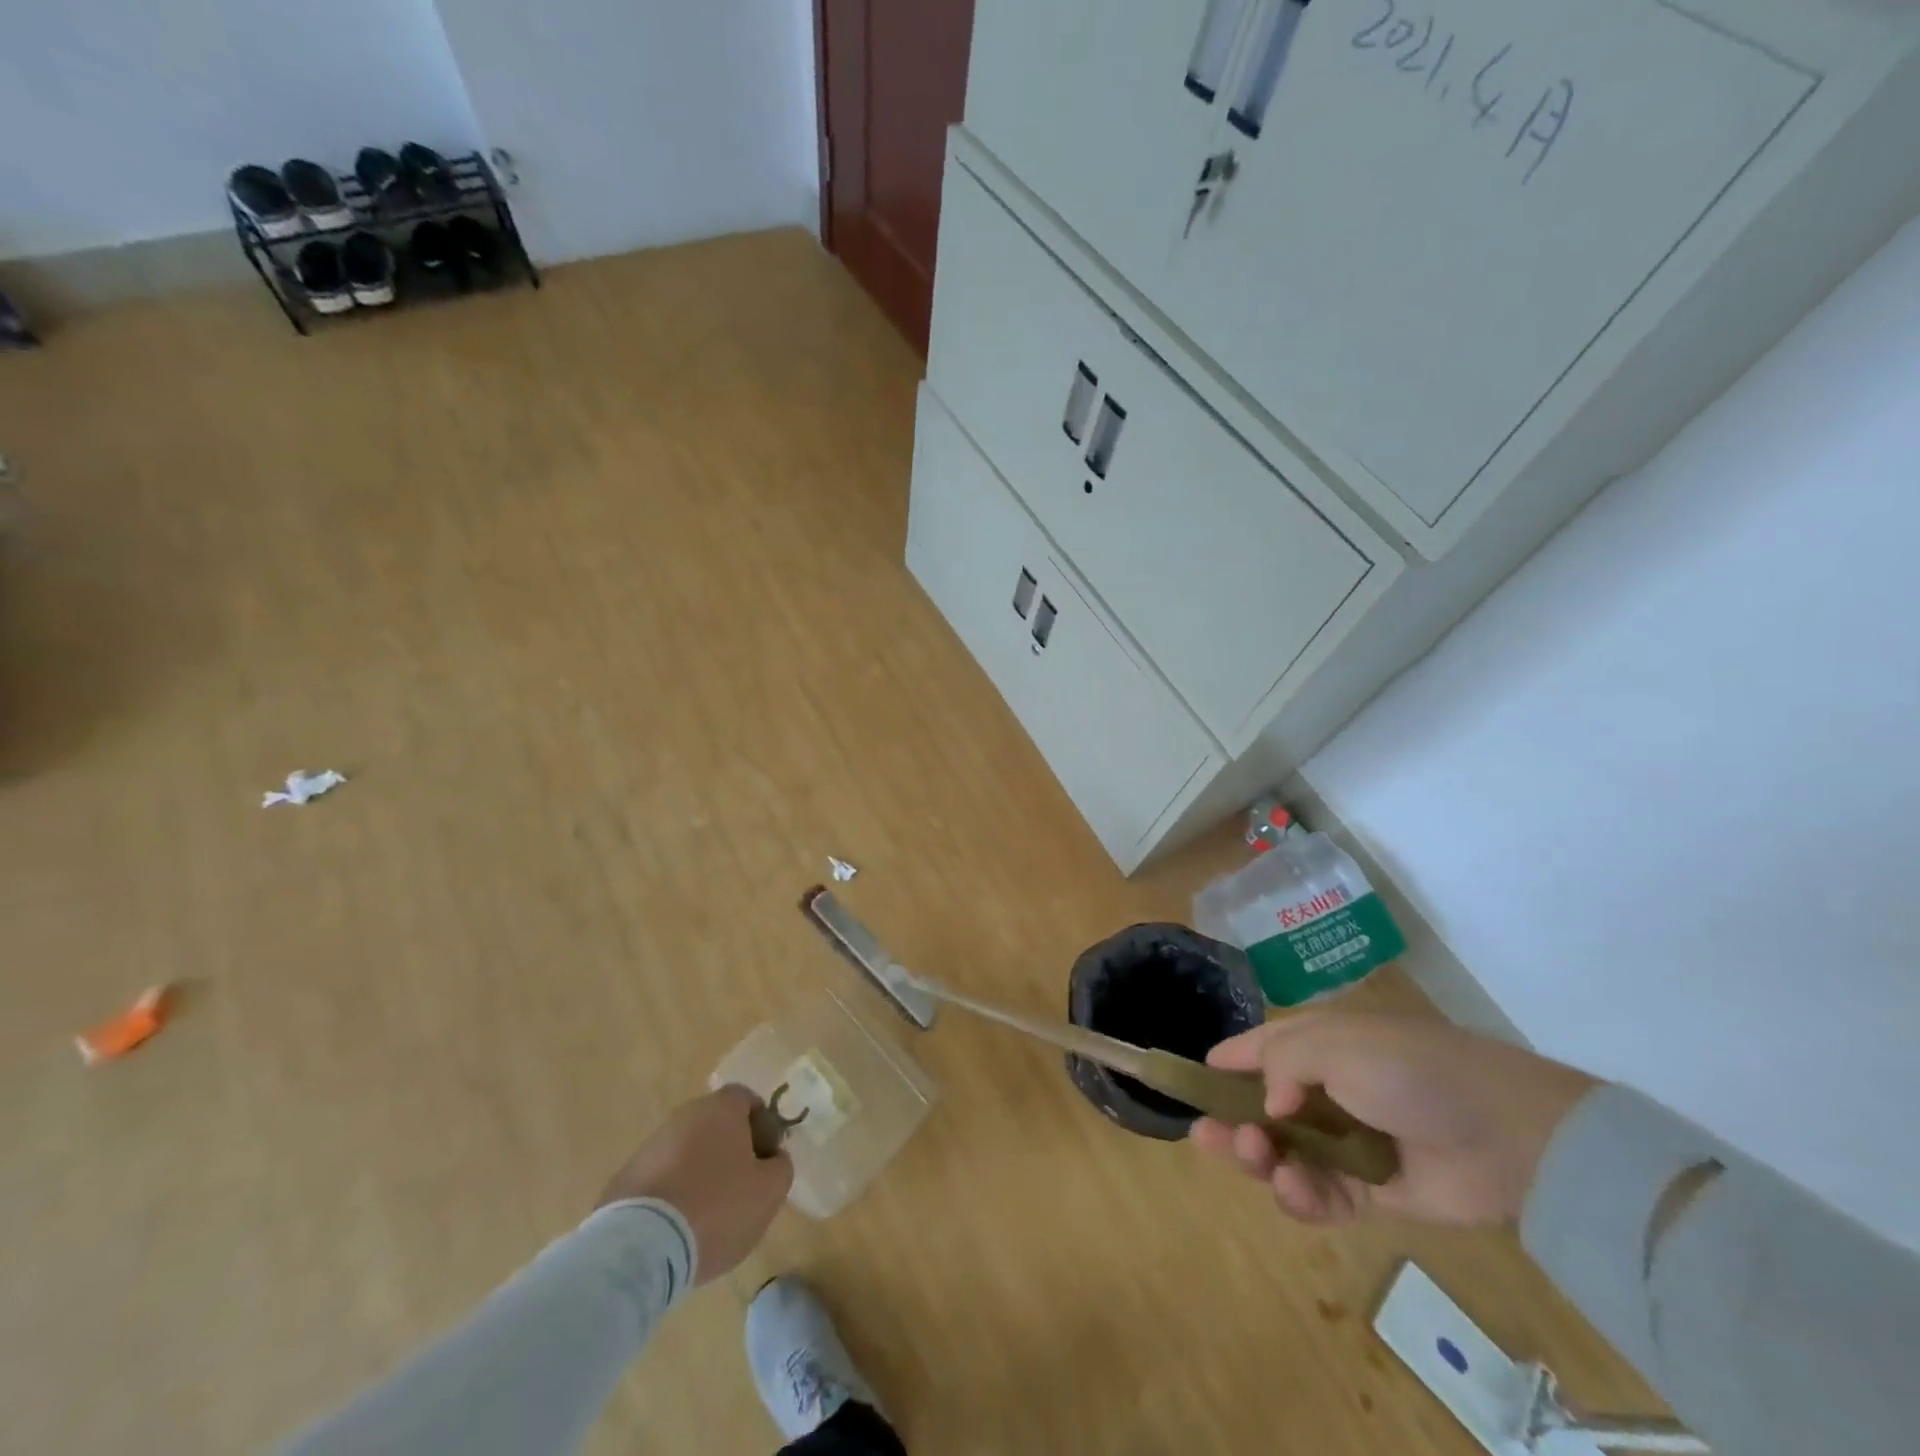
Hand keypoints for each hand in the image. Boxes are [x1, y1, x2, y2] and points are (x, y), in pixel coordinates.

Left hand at [595, 1085, 792, 1282]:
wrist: (640, 1248)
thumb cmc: (716, 1208)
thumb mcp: (769, 1191)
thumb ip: (780, 1167)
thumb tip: (773, 1159)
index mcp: (721, 1109)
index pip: (747, 1099)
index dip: (761, 1125)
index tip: (765, 1159)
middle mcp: (684, 1116)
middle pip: (715, 1125)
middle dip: (729, 1151)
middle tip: (740, 1189)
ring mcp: (650, 1147)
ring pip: (686, 1152)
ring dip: (698, 1174)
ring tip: (706, 1217)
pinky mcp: (624, 1179)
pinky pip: (660, 1179)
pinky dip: (672, 1196)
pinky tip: (676, 1229)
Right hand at [1191, 1013, 1596, 1225]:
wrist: (1507, 1134)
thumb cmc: (1409, 1071)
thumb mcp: (1335, 1045)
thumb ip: (1283, 1064)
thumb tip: (1267, 1104)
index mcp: (1318, 1046)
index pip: (1259, 1049)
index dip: (1224, 1063)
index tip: (1189, 1080)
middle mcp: (1327, 1091)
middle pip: (1262, 1107)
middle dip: (1231, 1120)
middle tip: (1209, 1137)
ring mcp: (1347, 1142)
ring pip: (1284, 1153)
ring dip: (1261, 1159)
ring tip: (1256, 1157)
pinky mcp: (1371, 1191)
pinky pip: (1321, 1196)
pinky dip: (1302, 1196)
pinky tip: (1295, 1187)